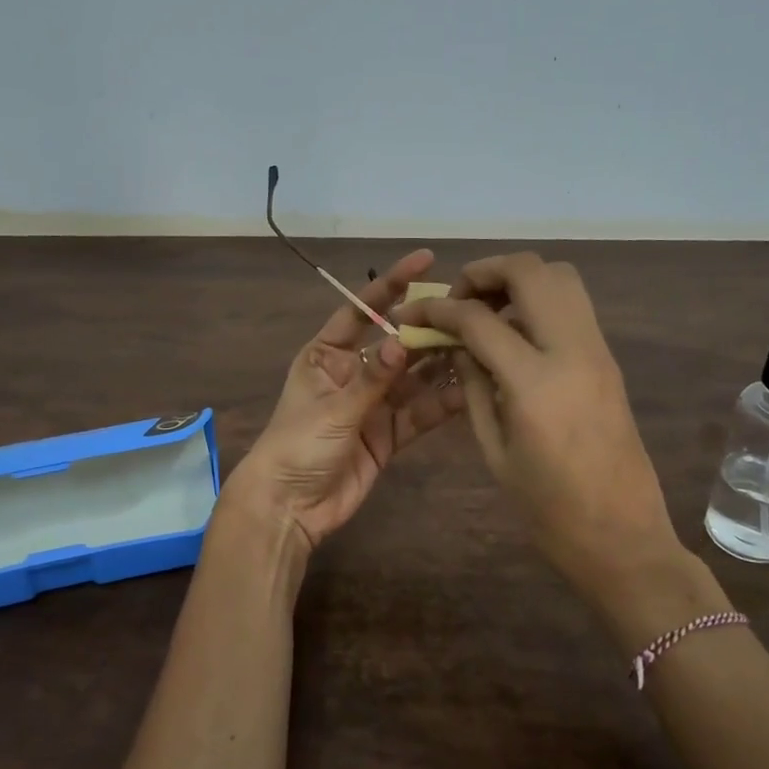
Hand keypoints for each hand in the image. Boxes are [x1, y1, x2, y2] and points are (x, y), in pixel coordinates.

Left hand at [226, 250, 466, 558]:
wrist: (289, 508)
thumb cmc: (297, 447)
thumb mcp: (333, 409)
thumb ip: (372, 379)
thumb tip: (402, 341)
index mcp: (327, 355)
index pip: (361, 310)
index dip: (391, 284)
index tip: (425, 260)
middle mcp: (353, 373)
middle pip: (395, 344)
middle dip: (427, 328)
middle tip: (468, 310)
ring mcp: (373, 405)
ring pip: (414, 378)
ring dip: (441, 364)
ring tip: (479, 345)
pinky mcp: (388, 436)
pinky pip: (419, 413)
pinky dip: (441, 404)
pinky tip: (470, 390)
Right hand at [402, 252, 727, 623]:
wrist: (624, 537)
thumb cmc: (549, 510)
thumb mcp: (495, 452)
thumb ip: (474, 388)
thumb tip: (456, 345)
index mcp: (535, 383)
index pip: (479, 319)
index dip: (439, 309)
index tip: (415, 313)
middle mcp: (572, 351)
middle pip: (531, 272)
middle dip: (485, 272)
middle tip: (458, 298)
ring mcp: (598, 351)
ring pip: (560, 277)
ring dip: (518, 279)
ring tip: (486, 308)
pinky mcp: (609, 360)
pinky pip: (573, 306)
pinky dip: (539, 300)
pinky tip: (514, 332)